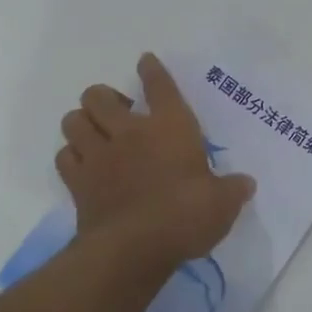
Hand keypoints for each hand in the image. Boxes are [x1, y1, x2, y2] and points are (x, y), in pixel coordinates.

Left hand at [56, 53, 255, 277]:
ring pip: (73, 120)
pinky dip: (71, 156)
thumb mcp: (222, 203)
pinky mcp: (77, 182)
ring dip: (82, 123)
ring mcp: (98, 155)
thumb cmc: (185, 216)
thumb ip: (233, 189)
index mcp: (170, 127)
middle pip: (98, 95)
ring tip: (95, 134)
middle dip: (103, 98)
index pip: (159, 86)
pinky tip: (83, 165)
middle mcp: (129, 132)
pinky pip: (64, 156)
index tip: (145, 62)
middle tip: (118, 114)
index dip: (151, 70)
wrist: (133, 249)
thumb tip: (246, 184)